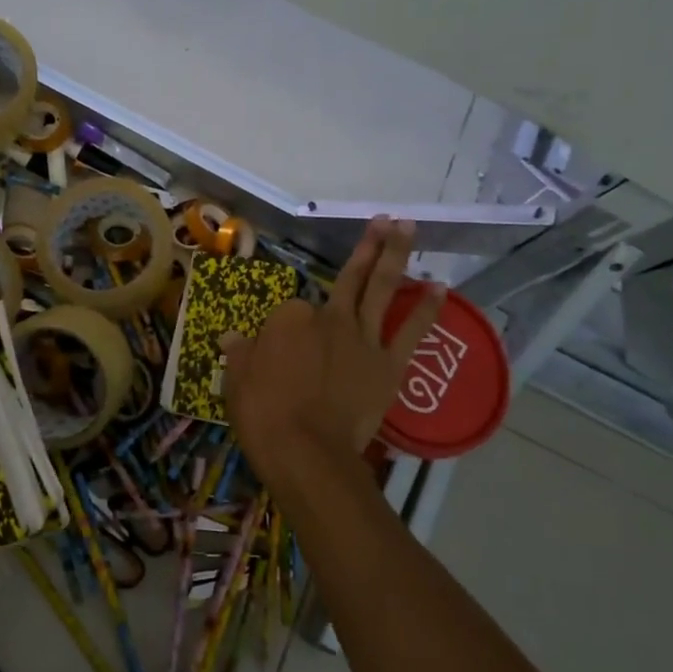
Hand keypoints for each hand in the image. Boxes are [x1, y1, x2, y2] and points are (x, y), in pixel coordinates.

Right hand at [222, 218, 447, 481]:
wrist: (307, 452)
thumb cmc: (263, 414)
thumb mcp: (237, 380)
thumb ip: (240, 354)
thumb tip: (232, 338)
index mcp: (289, 318)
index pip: (291, 310)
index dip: (285, 327)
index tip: (279, 351)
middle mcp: (330, 318)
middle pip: (349, 278)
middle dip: (367, 246)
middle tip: (383, 219)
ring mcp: (363, 338)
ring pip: (381, 289)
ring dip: (395, 256)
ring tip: (408, 227)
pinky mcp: (388, 364)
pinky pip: (411, 330)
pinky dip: (427, 308)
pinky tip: (440, 286)